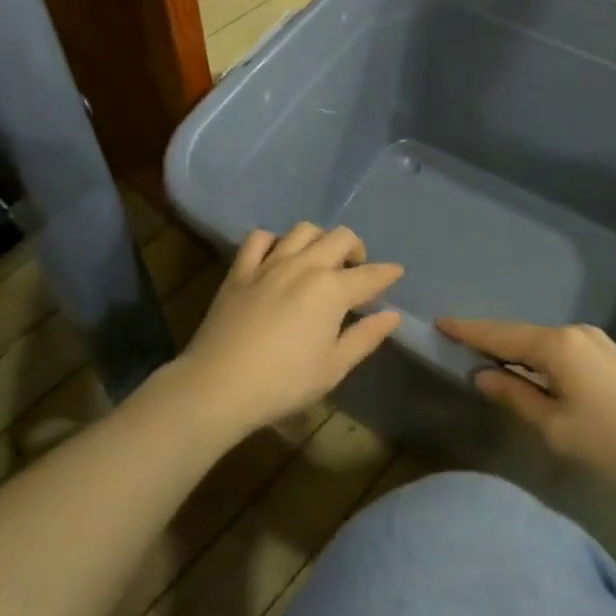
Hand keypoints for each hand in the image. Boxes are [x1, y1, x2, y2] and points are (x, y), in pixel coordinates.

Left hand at [176, 224, 402, 439]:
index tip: (396, 272)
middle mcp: (305, 265)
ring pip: (303, 230)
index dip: (387, 273)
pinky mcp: (241, 269)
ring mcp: (271, 263)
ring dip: (319, 239)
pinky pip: (259, 239)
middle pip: (340, 237)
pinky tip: (277, 256)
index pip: (370, 275)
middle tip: (355, 269)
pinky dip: (273, 241)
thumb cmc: (284, 382)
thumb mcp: (333, 367)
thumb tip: (392, 315)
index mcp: (332, 289)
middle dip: (355, 248)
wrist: (219, 385)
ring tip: (319, 259)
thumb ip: (365, 337)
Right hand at [436, 319, 615, 496]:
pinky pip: (562, 349)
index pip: (500, 334)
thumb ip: (515, 396)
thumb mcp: (555, 427)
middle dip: (490, 339)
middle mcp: (574, 332)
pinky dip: (539, 357)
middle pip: (521, 333)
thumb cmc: (613, 442)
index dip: (468, 331)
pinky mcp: (611, 356)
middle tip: (459, 343)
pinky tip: (533, 370)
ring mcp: (596, 341)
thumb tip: (483, 375)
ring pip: (543, 342)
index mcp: (556, 345)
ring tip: (490, 359)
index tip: (440, 322)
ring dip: (516, 350)